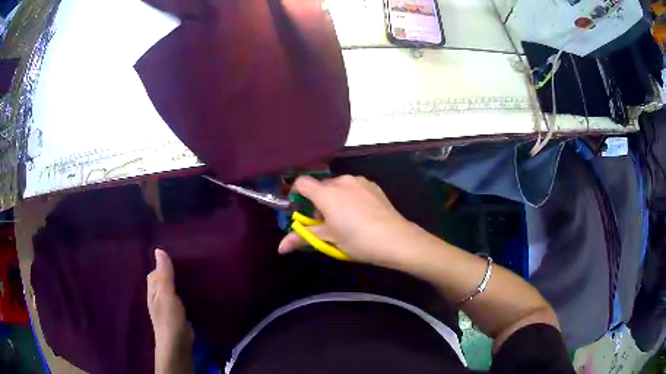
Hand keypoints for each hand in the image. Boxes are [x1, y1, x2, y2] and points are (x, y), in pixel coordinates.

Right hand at [278, 175, 415, 266]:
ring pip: (338, 186)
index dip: (297, 194)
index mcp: (327, 193)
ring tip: (345, 220)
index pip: (302, 182)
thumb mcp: (329, 240)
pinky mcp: (373, 185)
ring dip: (335, 199)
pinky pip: (354, 187)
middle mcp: (341, 181)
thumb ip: (302, 238)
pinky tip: (361, 214)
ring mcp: (359, 181)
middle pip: (321, 187)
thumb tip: (280, 248)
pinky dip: (350, 197)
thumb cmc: (358, 240)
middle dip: (318, 202)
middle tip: (325, 224)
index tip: (302, 211)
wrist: (396, 239)